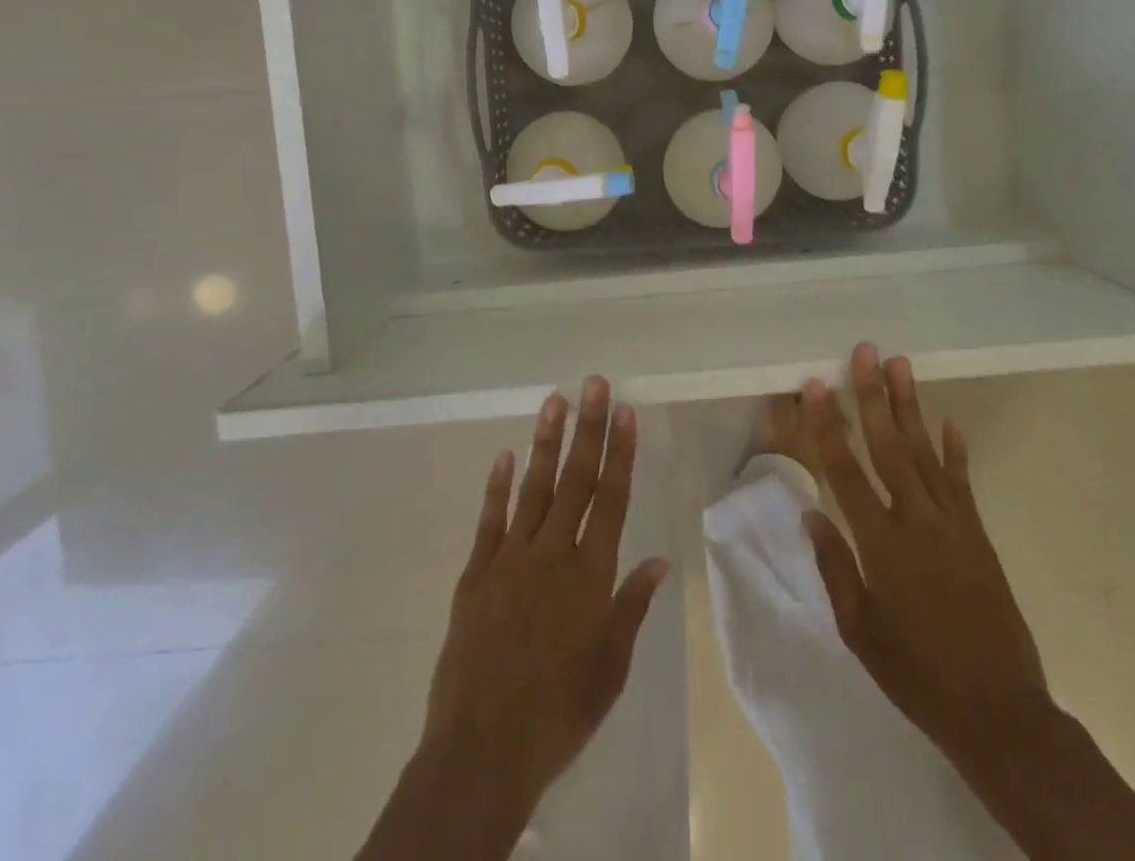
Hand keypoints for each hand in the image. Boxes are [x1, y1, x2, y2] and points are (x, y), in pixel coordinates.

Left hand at [418, 377, 668, 820]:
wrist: (483, 750)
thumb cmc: (559, 712)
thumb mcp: (610, 668)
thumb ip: (632, 607)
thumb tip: (658, 559)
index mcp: (590, 575)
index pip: (611, 499)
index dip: (620, 452)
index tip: (625, 412)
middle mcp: (552, 554)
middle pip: (575, 480)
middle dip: (588, 428)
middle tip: (594, 384)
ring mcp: (510, 559)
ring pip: (534, 487)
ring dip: (546, 442)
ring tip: (555, 400)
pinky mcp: (476, 573)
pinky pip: (490, 520)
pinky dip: (497, 486)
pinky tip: (505, 455)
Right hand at [800, 343, 1048, 759]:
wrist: (998, 711)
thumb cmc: (916, 673)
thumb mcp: (859, 631)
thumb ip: (835, 566)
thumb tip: (812, 511)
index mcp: (881, 544)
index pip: (846, 471)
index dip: (828, 425)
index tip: (816, 386)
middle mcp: (917, 521)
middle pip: (889, 446)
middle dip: (873, 396)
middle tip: (865, 352)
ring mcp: (953, 523)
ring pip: (925, 452)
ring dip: (910, 406)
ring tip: (900, 365)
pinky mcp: (978, 533)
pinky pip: (962, 481)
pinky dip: (955, 449)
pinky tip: (949, 420)